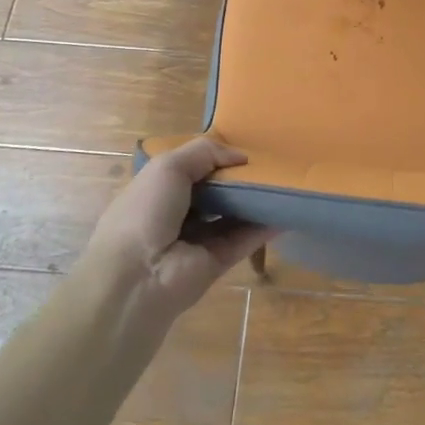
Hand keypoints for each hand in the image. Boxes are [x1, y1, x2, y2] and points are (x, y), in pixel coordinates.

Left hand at [80, 137, 272, 325]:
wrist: (138, 277)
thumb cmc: (146, 211)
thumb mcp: (168, 167)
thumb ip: (204, 152)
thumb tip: (240, 155)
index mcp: (157, 189)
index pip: (190, 168)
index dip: (214, 157)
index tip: (243, 147)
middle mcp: (176, 214)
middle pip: (214, 192)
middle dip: (237, 178)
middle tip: (270, 163)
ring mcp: (197, 240)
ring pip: (231, 215)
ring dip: (254, 201)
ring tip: (284, 182)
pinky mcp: (217, 262)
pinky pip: (244, 240)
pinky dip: (264, 227)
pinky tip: (286, 211)